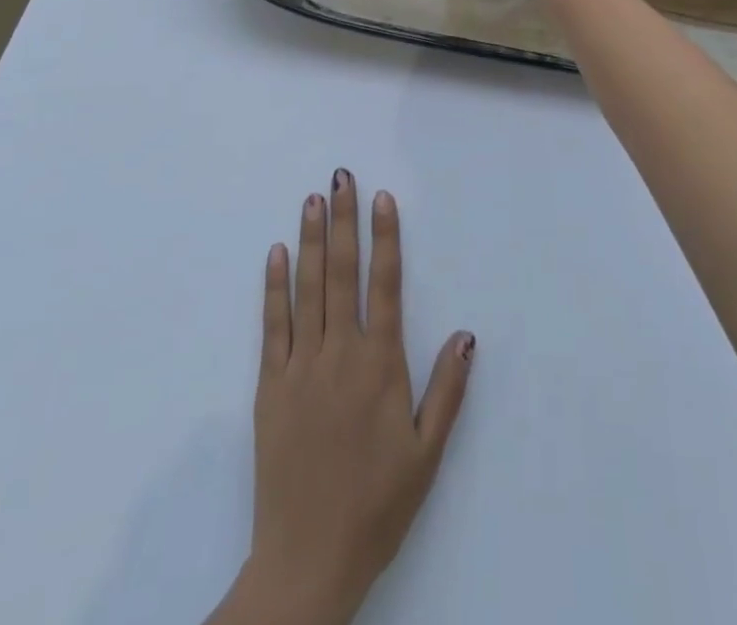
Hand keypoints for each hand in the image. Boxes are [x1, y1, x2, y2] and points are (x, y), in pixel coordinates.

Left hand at [218, 172, 473, 624]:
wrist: (308, 560)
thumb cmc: (377, 504)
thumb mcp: (427, 454)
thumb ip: (447, 390)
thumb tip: (466, 333)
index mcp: (380, 364)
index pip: (385, 284)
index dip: (385, 237)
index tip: (383, 198)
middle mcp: (340, 352)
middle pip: (343, 272)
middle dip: (344, 220)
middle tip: (341, 177)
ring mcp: (301, 366)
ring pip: (308, 288)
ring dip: (312, 240)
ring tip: (312, 199)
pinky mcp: (270, 386)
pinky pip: (273, 325)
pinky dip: (275, 286)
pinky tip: (277, 254)